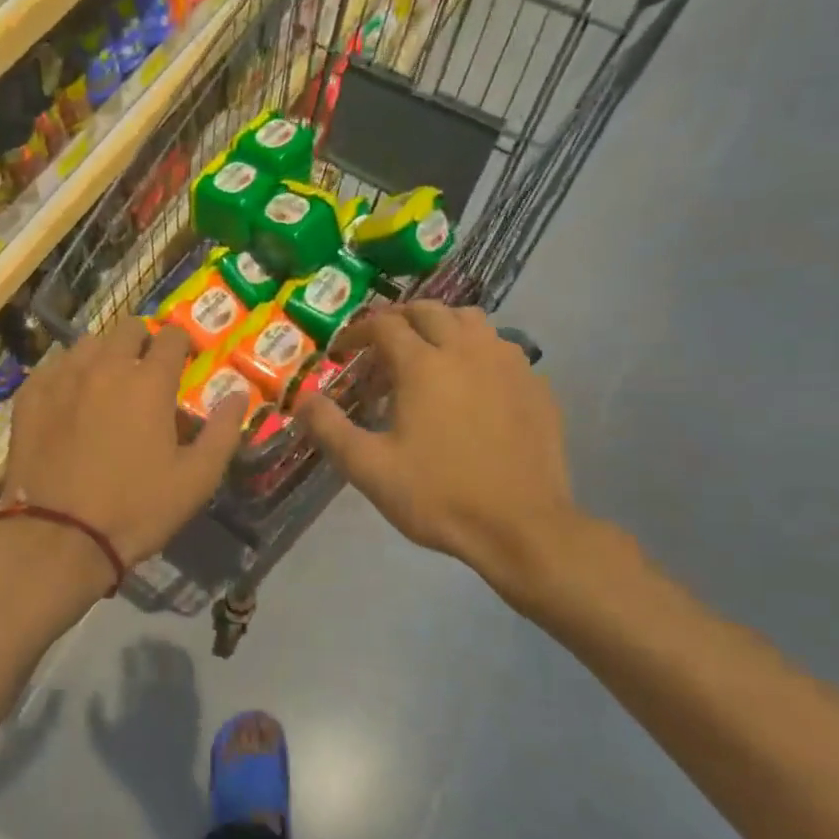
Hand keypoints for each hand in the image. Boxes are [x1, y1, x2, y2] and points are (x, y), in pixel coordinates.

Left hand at [2, 319, 247, 585]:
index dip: (182, 345)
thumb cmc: (136, 509)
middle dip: (142, 342)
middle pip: (127, 329)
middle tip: (145, 372)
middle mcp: (105, 367)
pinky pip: (53, 366)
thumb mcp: (196, 479)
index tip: (184, 362)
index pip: (172, 337)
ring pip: (88, 344)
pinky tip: (69, 398)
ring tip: (106, 383)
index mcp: (149, 382)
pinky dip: (68, 373)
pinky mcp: (29, 396)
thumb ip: (223, 432)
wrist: (58, 536)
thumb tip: (239, 394)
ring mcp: (62, 378)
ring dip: (104, 354)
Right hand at [295, 302, 584, 595]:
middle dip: (399, 319)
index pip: (384, 324)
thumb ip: (329, 429)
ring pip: (472, 321)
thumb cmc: (438, 496)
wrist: (522, 527)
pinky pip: (501, 349)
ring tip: (427, 354)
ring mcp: (509, 365)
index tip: (343, 352)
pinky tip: (471, 384)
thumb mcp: (369, 468)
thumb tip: (302, 399)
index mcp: (424, 365)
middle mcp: (467, 350)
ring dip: (442, 326)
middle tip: (381, 345)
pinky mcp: (536, 386)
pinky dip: (477, 351)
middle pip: (430, 310)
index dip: (357, 332)